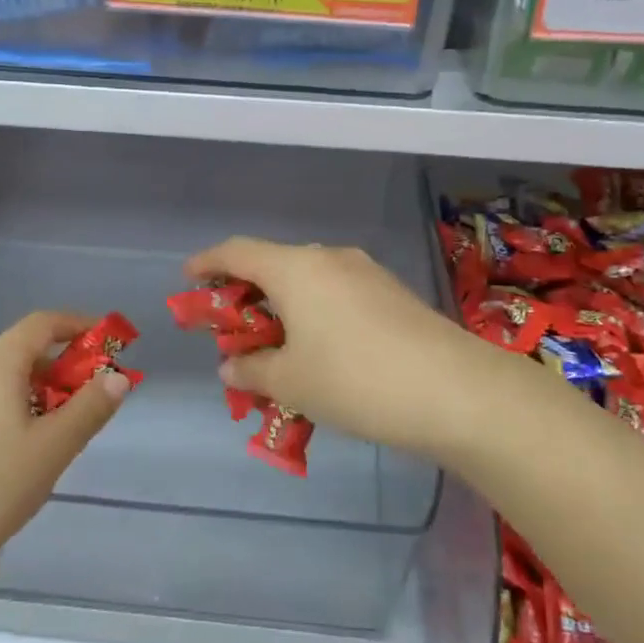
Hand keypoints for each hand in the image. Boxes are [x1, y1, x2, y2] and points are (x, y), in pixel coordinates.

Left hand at [0, 312, 128, 600]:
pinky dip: (0, 411)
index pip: (42, 323)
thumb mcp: (53, 449)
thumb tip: (116, 377)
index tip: (107, 343)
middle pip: (18, 352)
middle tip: (84, 404)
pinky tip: (5, 457)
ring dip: (29, 393)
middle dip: (57, 370)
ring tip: (49, 437)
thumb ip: (90, 408)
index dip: (79, 326)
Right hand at [184, 238, 517, 462]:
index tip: (188, 280)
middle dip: (246, 295)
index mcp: (296, 269)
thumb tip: (230, 367)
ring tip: (275, 350)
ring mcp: (367, 274)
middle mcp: (330, 259)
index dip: (207, 263)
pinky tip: (320, 353)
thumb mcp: (291, 383)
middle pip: (274, 266)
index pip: (238, 251)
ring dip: (284, 310)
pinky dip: (315, 316)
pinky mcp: (393, 295)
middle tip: (231, 332)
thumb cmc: (355, 380)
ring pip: (309, 283)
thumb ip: (252, 371)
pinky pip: (338, 296)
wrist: (455, 391)